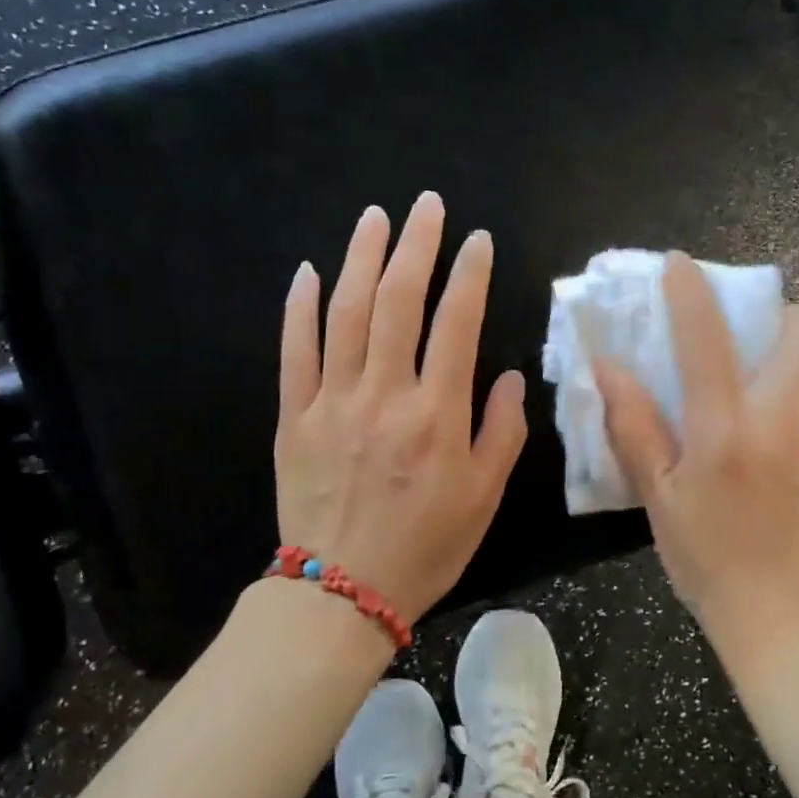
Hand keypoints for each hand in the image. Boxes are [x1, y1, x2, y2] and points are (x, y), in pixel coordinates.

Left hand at [275, 193, 527, 620]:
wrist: (341, 592)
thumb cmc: (425, 546)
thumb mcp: (484, 497)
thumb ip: (501, 431)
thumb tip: (505, 375)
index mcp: (436, 414)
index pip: (456, 323)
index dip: (469, 274)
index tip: (478, 240)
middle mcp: (384, 395)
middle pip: (397, 301)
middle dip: (416, 246)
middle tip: (426, 205)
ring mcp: (332, 402)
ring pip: (345, 313)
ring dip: (361, 258)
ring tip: (374, 217)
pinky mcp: (293, 417)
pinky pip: (294, 352)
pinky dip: (299, 308)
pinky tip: (308, 271)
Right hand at [594, 252, 798, 648]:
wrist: (787, 615)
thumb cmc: (708, 558)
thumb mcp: (658, 497)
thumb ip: (633, 426)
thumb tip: (607, 367)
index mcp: (726, 432)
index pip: (708, 341)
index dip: (691, 292)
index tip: (680, 265)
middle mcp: (785, 420)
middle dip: (778, 312)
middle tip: (747, 334)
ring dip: (797, 344)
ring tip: (765, 370)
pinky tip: (783, 422)